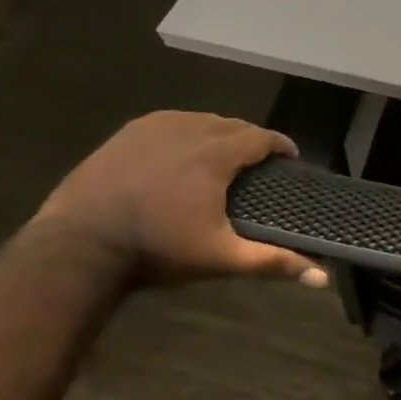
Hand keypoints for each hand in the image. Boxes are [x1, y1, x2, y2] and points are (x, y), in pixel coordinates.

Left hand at [31, 111, 327, 287]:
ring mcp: (154, 128)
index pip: (262, 137)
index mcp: (217, 153)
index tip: (288, 160)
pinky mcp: (127, 134)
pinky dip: (186, 131)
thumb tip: (322, 279)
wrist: (77, 247)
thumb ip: (272, 262)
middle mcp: (190, 129)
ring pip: (201, 120)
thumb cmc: (157, 250)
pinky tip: (183, 151)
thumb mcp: (221, 257)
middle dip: (250, 140)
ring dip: (218, 133)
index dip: (280, 146)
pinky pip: (170, 122)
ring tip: (223, 157)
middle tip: (257, 164)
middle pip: (233, 125)